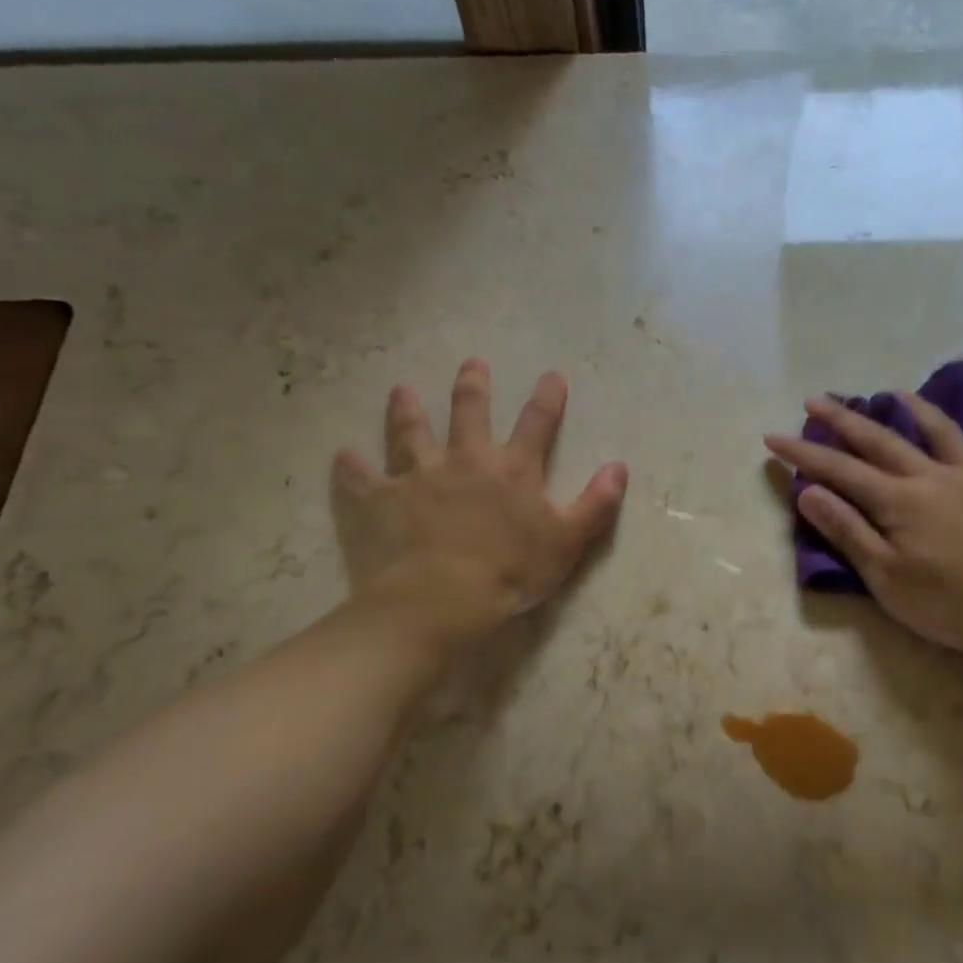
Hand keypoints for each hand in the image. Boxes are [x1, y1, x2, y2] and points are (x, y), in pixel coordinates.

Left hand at [331, 359, 627, 651]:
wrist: (442, 598)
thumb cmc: (511, 571)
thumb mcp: (568, 541)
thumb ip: (596, 503)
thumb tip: (619, 467)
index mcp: (512, 470)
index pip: (536, 424)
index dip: (547, 399)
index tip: (552, 376)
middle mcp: (464, 460)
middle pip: (469, 413)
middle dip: (473, 387)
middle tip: (472, 364)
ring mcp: (417, 477)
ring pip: (410, 433)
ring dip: (407, 410)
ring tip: (402, 391)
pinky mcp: (379, 500)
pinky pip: (361, 478)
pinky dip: (351, 467)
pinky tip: (344, 456)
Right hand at [765, 394, 962, 670]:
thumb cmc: (945, 605)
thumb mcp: (884, 577)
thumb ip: (848, 530)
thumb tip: (810, 492)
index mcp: (899, 501)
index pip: (839, 470)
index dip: (803, 453)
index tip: (773, 437)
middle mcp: (933, 478)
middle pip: (881, 441)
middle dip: (844, 419)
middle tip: (816, 400)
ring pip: (942, 434)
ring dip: (915, 410)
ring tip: (894, 393)